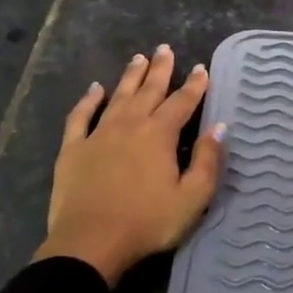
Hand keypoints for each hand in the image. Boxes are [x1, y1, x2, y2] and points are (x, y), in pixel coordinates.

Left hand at [34, 45, 224, 284]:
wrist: (91, 243)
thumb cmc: (148, 222)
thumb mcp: (192, 197)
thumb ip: (208, 161)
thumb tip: (219, 127)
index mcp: (160, 135)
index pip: (182, 102)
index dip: (194, 85)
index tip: (201, 69)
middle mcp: (130, 125)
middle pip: (149, 91)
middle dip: (160, 69)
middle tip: (165, 49)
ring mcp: (98, 135)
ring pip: (117, 97)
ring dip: (130, 77)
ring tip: (139, 58)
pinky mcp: (73, 149)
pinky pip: (80, 117)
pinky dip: (88, 100)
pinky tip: (94, 89)